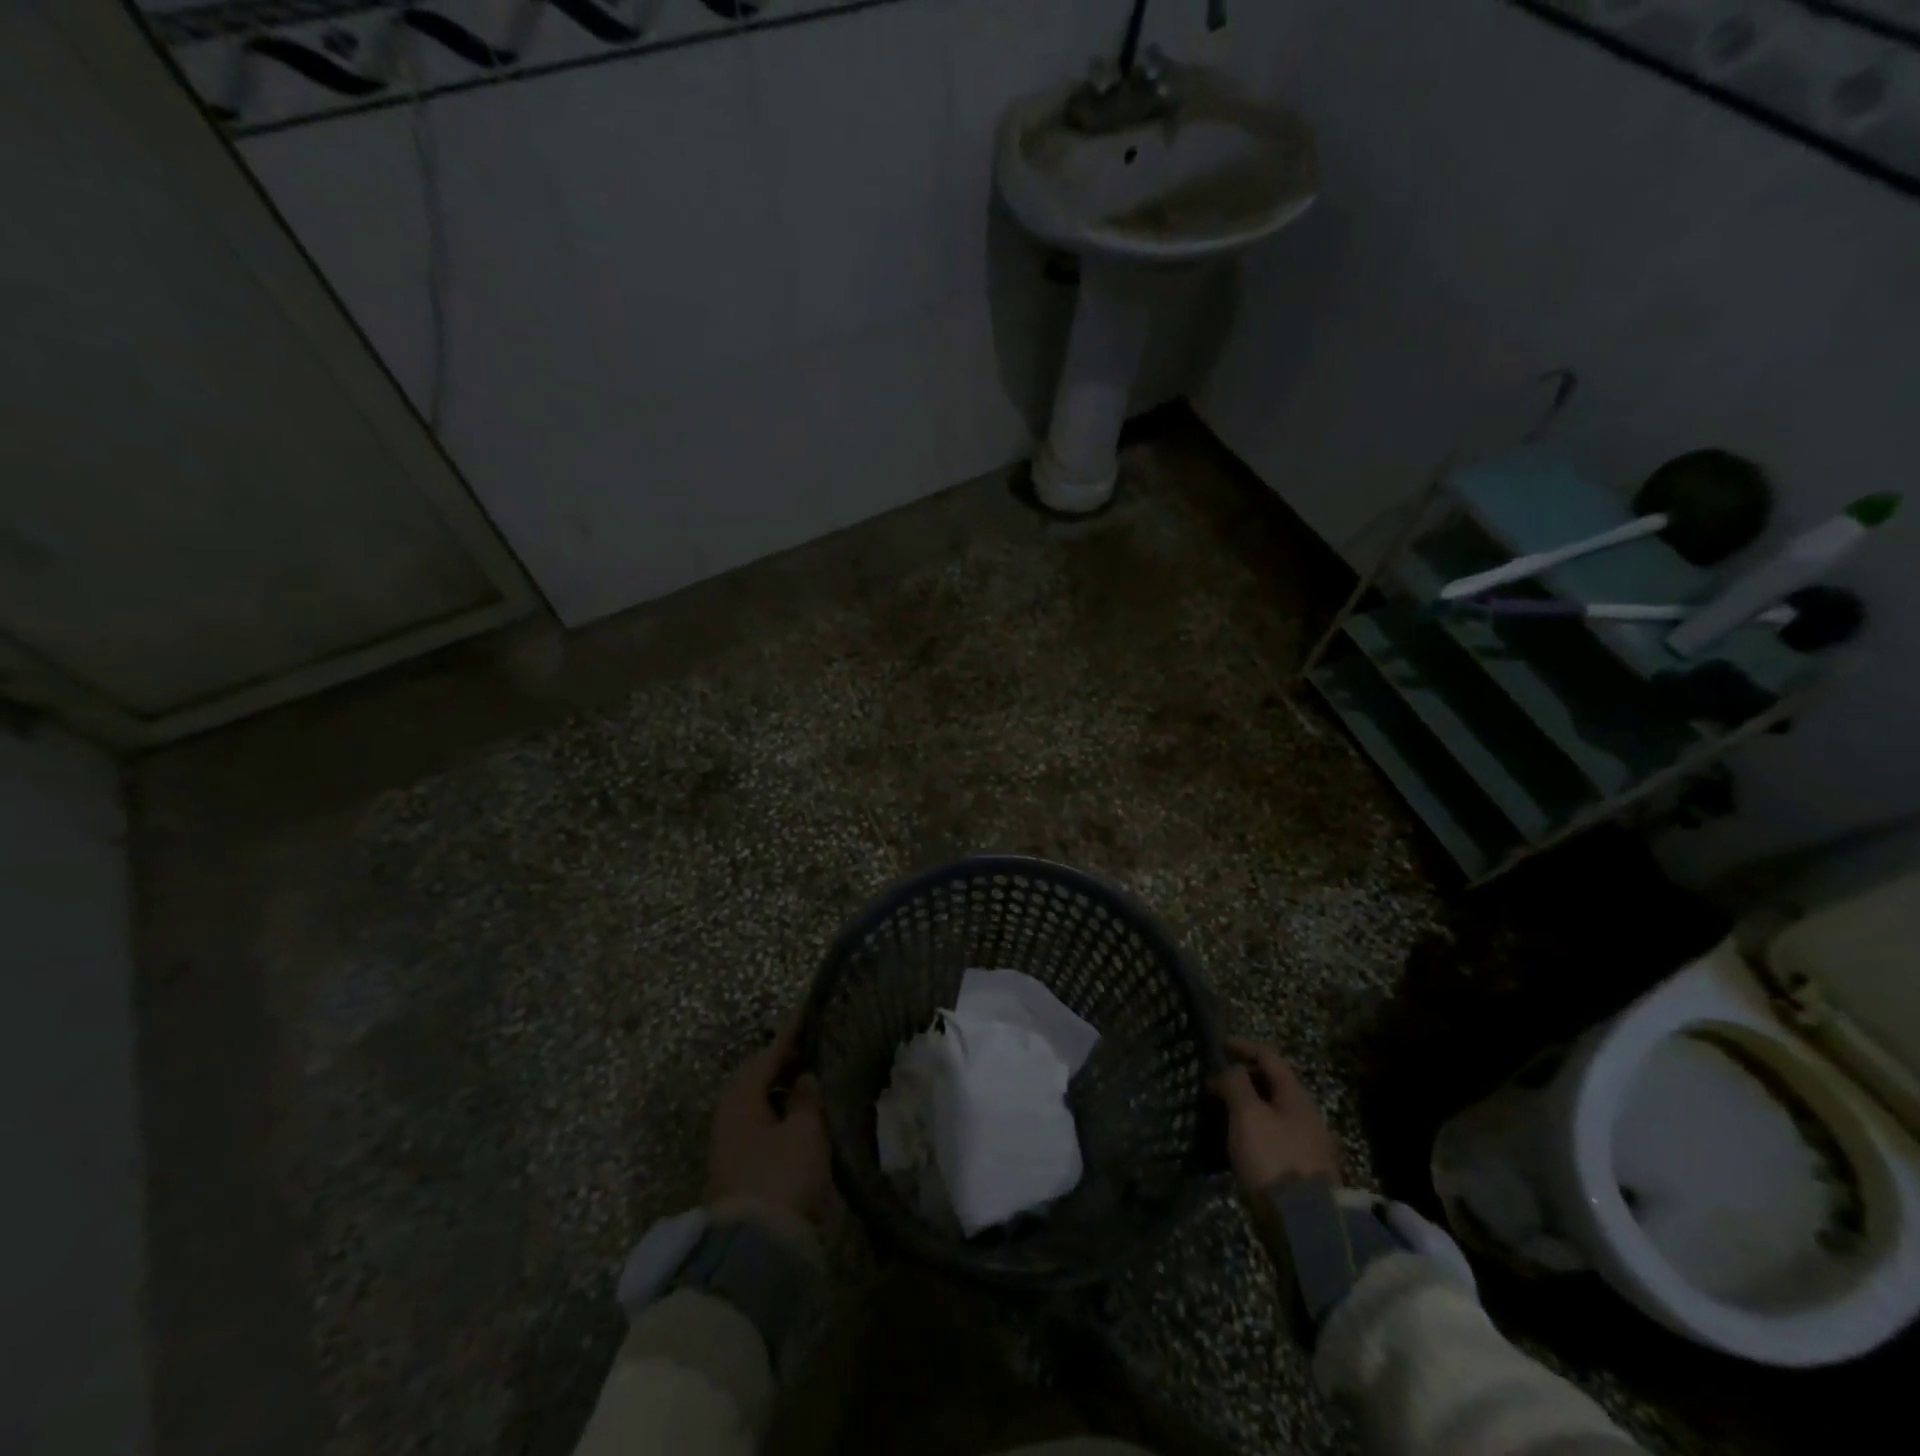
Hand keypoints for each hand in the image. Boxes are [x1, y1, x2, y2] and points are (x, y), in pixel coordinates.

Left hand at [704, 1022, 831, 1236]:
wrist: (752, 1252)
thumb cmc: (780, 1177)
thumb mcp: (804, 1131)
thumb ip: (806, 1099)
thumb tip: (804, 1077)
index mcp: (740, 1099)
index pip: (766, 1055)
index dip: (789, 1035)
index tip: (807, 1014)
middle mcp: (727, 1118)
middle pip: (755, 1080)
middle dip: (781, 1064)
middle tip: (810, 1049)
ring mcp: (729, 1148)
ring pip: (756, 1106)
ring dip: (779, 1092)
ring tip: (809, 1081)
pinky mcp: (736, 1173)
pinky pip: (759, 1128)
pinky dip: (778, 1115)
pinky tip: (799, 1119)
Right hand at [1209, 1036, 1340, 1191]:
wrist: (1306, 1226)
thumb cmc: (1274, 1159)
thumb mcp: (1248, 1114)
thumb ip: (1235, 1083)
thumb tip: (1227, 1071)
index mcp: (1296, 1096)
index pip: (1268, 1058)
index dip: (1243, 1046)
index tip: (1218, 1044)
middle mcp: (1305, 1116)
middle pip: (1271, 1085)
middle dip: (1242, 1078)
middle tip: (1213, 1081)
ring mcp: (1306, 1146)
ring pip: (1270, 1113)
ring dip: (1245, 1106)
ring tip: (1218, 1111)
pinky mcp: (1300, 1172)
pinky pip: (1271, 1138)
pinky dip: (1250, 1131)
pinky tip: (1234, 1142)